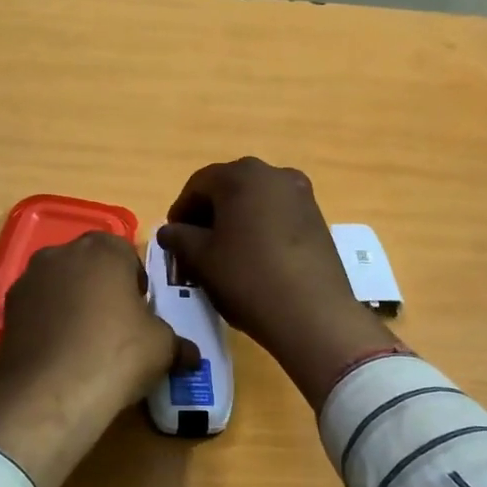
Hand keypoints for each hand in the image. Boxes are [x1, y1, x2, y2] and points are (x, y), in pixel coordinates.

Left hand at [0, 232, 192, 486]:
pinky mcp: (7, 312)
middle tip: (117, 325)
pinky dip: (49, 325)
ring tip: (87, 344)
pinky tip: (61, 356)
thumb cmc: (118, 355)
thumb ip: (177, 342)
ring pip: (60, 286)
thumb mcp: (163, 347)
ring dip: (73, 304)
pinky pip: (38, 310)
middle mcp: (61, 253)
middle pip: (89, 265)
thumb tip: (190, 354)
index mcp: (103, 249)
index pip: (125, 253)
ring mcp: (28, 281)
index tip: (141, 311)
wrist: (51, 395)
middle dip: (102, 288)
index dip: (135, 282)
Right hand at [156, 158, 399, 406]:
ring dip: (235, 220)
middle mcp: (274, 174)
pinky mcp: (318, 218)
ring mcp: (301, 194)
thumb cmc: (247, 278)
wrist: (312, 313)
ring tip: (225, 254)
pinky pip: (278, 214)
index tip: (173, 238)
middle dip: (208, 213)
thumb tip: (169, 231)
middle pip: (229, 188)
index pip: (198, 184)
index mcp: (241, 175)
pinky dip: (260, 228)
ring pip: (255, 201)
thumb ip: (178, 238)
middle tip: (195, 245)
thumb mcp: (201, 259)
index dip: (180, 211)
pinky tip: (254, 257)